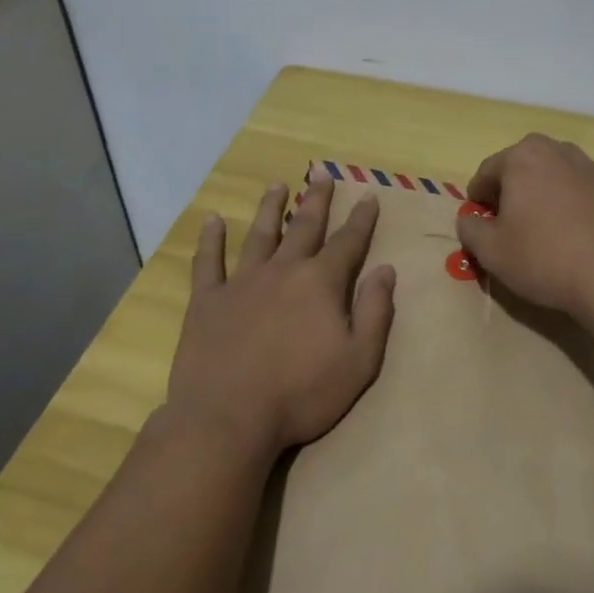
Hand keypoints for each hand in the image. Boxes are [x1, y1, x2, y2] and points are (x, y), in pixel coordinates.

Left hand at [166, 177, 396, 458]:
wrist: (228, 419)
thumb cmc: (301, 394)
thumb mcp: (359, 360)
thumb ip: (375, 311)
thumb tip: (385, 269)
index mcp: (321, 282)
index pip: (347, 241)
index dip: (361, 218)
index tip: (368, 194)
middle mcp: (283, 270)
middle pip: (304, 226)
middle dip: (316, 199)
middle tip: (321, 173)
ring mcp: (242, 282)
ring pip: (260, 235)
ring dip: (270, 208)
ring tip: (276, 184)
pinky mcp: (207, 301)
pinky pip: (208, 263)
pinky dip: (210, 240)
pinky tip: (212, 220)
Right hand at [455, 134, 593, 320]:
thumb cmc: (544, 258)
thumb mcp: (491, 251)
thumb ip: (470, 229)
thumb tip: (469, 220)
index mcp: (523, 156)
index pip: (487, 173)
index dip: (477, 200)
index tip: (479, 225)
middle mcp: (557, 150)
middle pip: (521, 168)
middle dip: (511, 192)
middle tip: (509, 227)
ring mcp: (591, 167)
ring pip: (553, 177)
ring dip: (542, 196)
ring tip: (543, 231)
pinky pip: (580, 191)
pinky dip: (571, 206)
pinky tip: (573, 236)